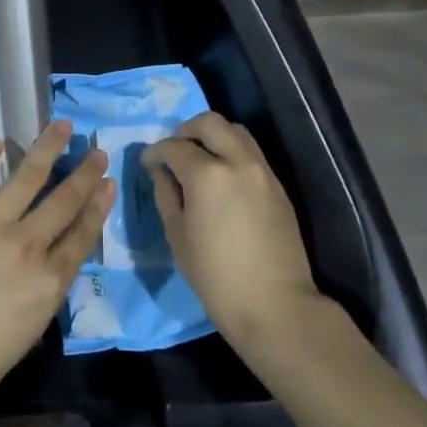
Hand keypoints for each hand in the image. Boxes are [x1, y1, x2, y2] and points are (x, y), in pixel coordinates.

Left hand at [0, 120, 112, 426]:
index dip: (98, 205)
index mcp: (49, 280)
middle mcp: (26, 245)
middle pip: (63, 200)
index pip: (83, 233)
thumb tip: (49, 260)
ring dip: (47, 148)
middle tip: (97, 151)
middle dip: (84, 173)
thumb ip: (44, 289)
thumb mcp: (29, 330)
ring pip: (27, 177)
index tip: (108, 182)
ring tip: (61, 127)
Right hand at [144, 113, 321, 346]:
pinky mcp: (278, 185)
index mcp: (207, 174)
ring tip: (199, 160)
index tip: (148, 164)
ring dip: (213, 136)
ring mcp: (262, 171)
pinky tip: (222, 177)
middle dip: (185, 130)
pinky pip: (251, 152)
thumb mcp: (177, 235)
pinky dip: (232, 151)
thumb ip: (166, 194)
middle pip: (209, 122)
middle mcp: (237, 161)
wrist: (274, 304)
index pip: (174, 146)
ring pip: (236, 131)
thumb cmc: (215, 276)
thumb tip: (161, 171)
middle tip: (174, 152)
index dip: (155, 152)